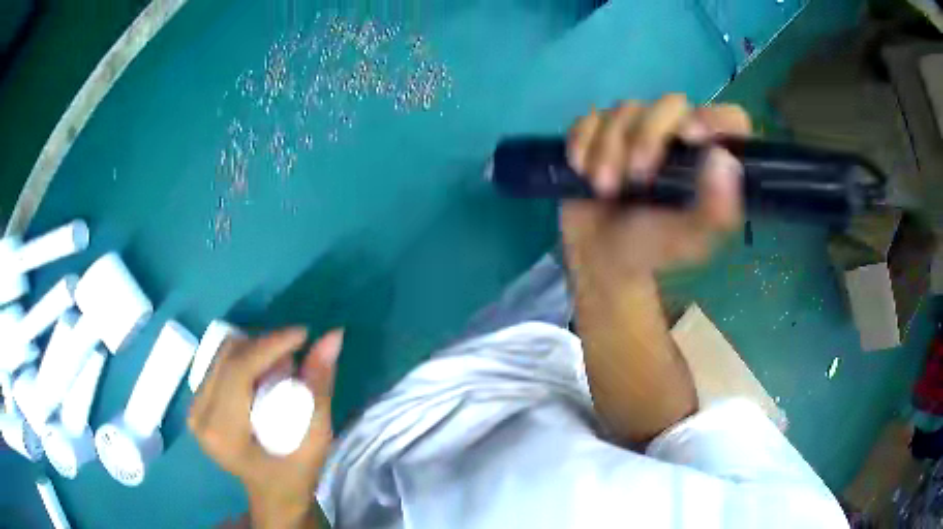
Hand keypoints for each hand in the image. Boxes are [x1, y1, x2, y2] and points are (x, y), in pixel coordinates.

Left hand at [188, 328, 343, 528]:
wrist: (272, 494)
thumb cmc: (296, 474)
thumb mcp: (315, 437)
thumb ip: (320, 386)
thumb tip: (332, 336)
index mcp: (223, 433)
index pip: (239, 370)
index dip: (270, 344)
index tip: (303, 333)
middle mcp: (200, 417)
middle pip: (228, 356)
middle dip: (265, 346)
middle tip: (296, 355)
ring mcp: (194, 409)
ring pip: (221, 354)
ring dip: (255, 350)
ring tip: (282, 366)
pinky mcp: (196, 404)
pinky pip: (219, 364)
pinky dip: (245, 359)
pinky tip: (264, 373)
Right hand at [561, 93, 750, 274]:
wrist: (598, 256)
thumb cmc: (651, 247)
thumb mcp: (689, 240)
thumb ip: (715, 210)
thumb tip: (724, 159)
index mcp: (709, 159)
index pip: (729, 120)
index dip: (714, 119)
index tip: (690, 137)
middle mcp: (679, 135)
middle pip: (671, 104)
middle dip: (648, 137)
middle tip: (635, 179)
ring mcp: (638, 129)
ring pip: (626, 109)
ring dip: (609, 149)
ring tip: (603, 188)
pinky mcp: (601, 130)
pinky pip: (590, 118)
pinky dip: (583, 143)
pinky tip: (582, 170)